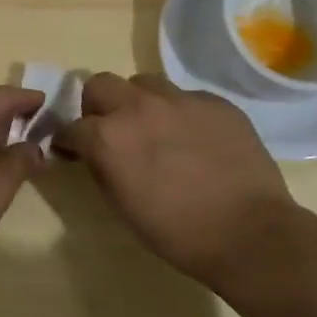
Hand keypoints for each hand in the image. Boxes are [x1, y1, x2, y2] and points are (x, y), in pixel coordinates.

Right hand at [57, 72, 298, 284]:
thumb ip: (102, 167)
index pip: (71, 126)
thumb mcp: (122, 205)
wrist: (249, 233)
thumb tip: (95, 153)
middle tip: (110, 129)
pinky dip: (180, 113)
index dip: (68, 140)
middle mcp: (138, 107)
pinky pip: (186, 97)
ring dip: (139, 102)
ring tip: (155, 128)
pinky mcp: (216, 102)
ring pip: (145, 83)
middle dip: (97, 105)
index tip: (73, 151)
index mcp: (108, 137)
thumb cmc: (177, 232)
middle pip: (100, 84)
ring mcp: (180, 99)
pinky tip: (194, 139)